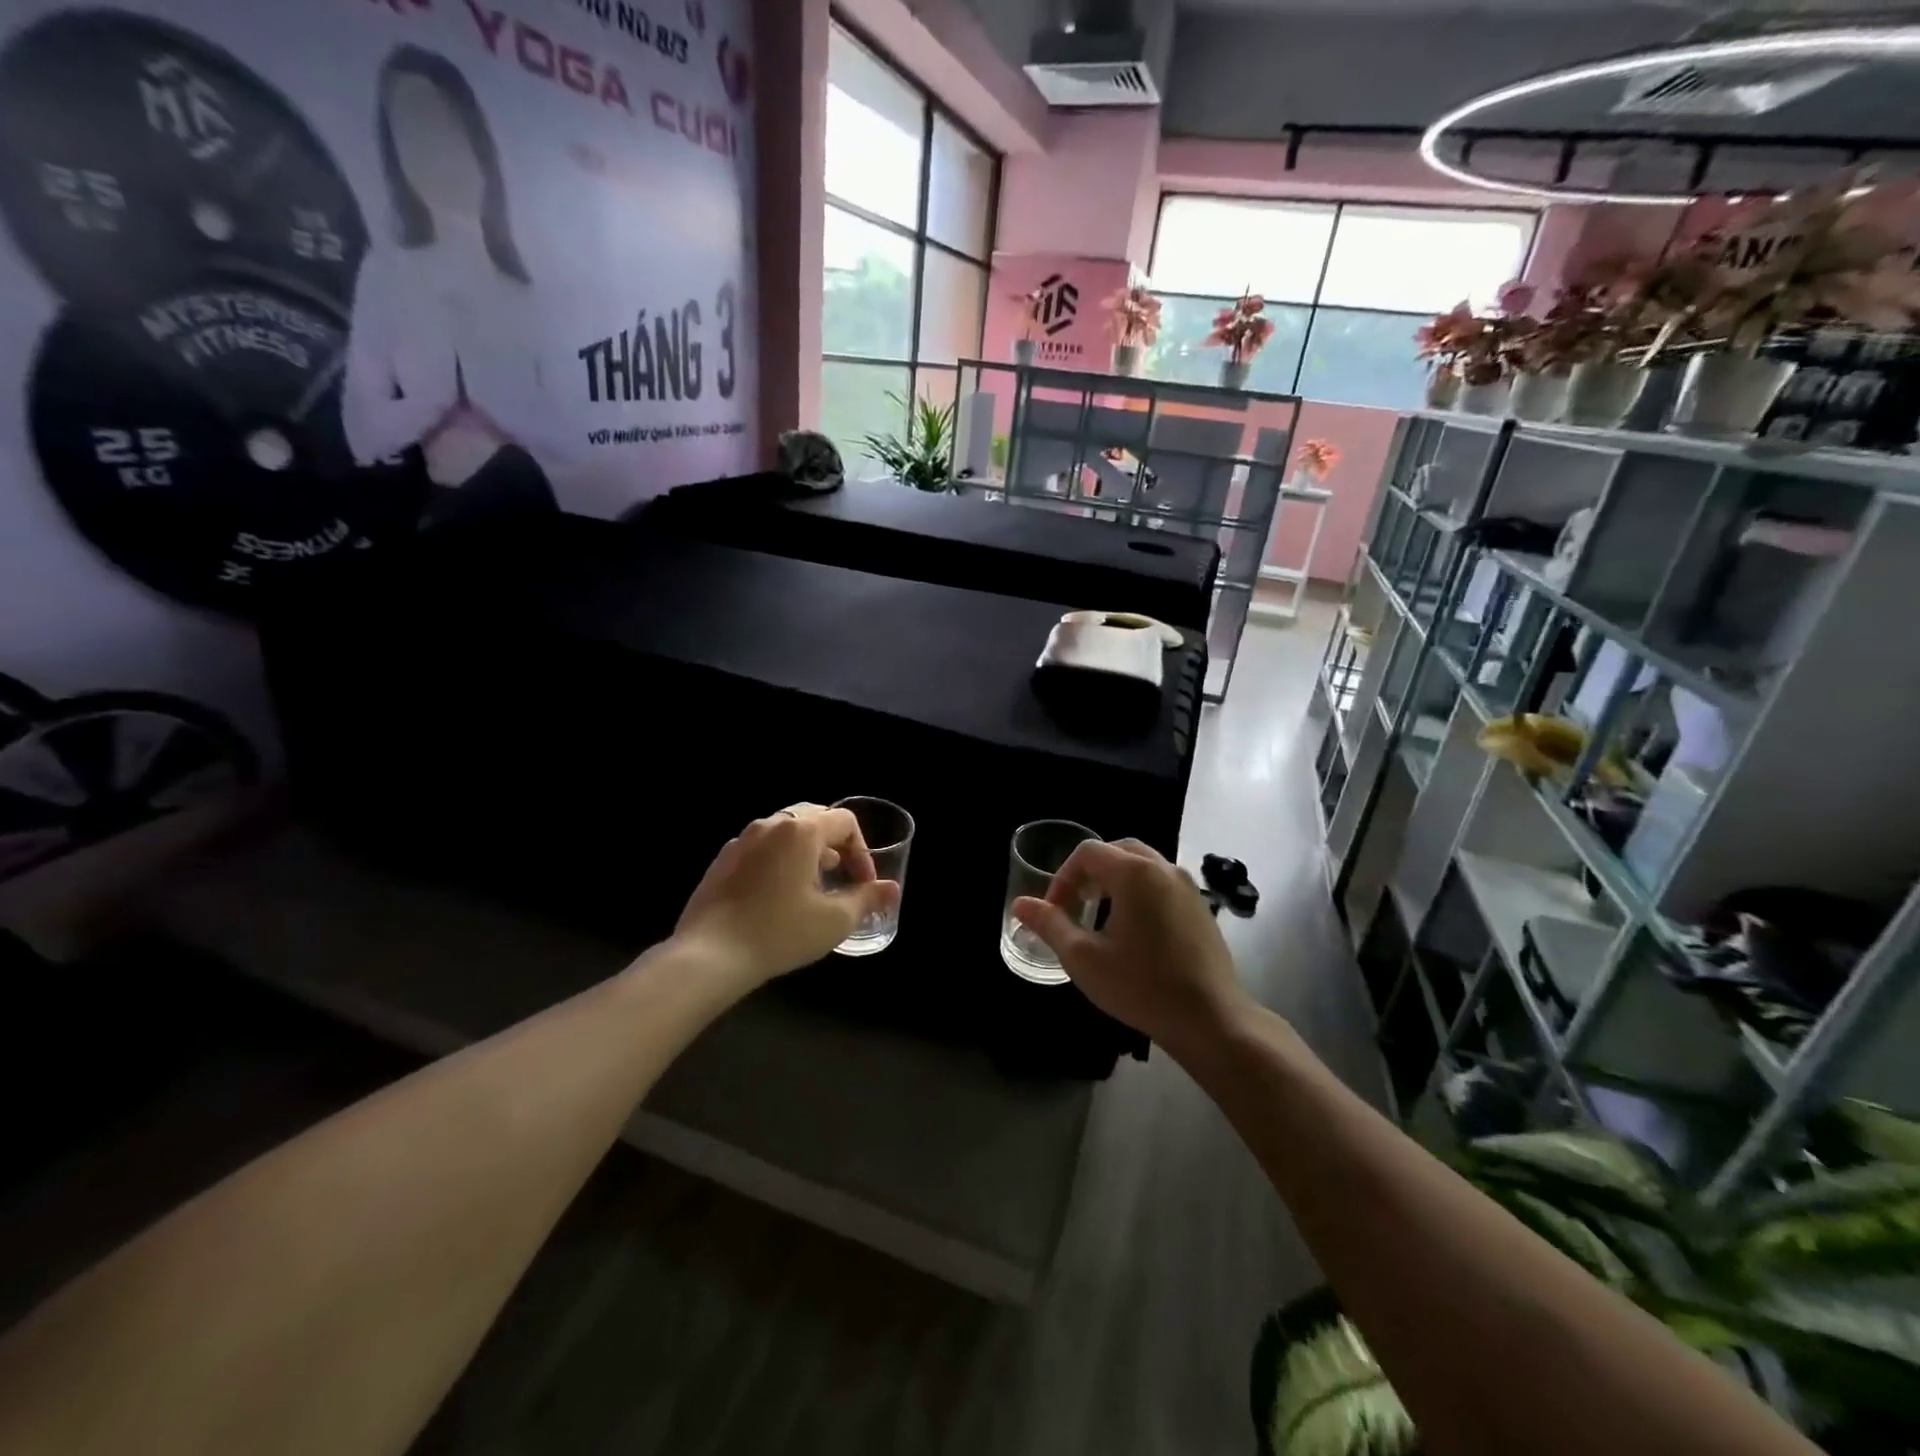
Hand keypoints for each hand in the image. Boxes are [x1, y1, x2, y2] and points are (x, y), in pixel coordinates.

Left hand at [674, 804, 900, 989]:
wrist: (710, 955)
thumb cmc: (781, 932)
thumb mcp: (834, 920)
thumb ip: (867, 898)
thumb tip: (891, 888)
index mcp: (801, 831)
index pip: (845, 821)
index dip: (862, 851)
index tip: (863, 883)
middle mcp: (770, 825)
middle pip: (814, 819)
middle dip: (835, 845)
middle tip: (842, 877)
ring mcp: (742, 841)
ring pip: (785, 833)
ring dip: (807, 852)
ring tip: (812, 887)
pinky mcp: (722, 861)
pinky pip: (761, 849)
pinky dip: (779, 861)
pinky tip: (777, 897)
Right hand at [1012, 840, 1249, 1050]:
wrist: (1210, 1019)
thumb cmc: (1141, 986)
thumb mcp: (1083, 958)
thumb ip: (1049, 924)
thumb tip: (1020, 904)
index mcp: (1134, 873)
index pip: (1088, 853)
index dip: (1063, 877)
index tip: (1055, 912)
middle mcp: (1163, 868)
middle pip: (1117, 850)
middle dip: (1089, 872)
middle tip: (1076, 905)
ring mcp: (1187, 886)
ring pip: (1142, 864)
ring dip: (1115, 879)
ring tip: (1100, 914)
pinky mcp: (1200, 907)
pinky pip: (1162, 882)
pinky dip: (1140, 890)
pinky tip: (1134, 930)